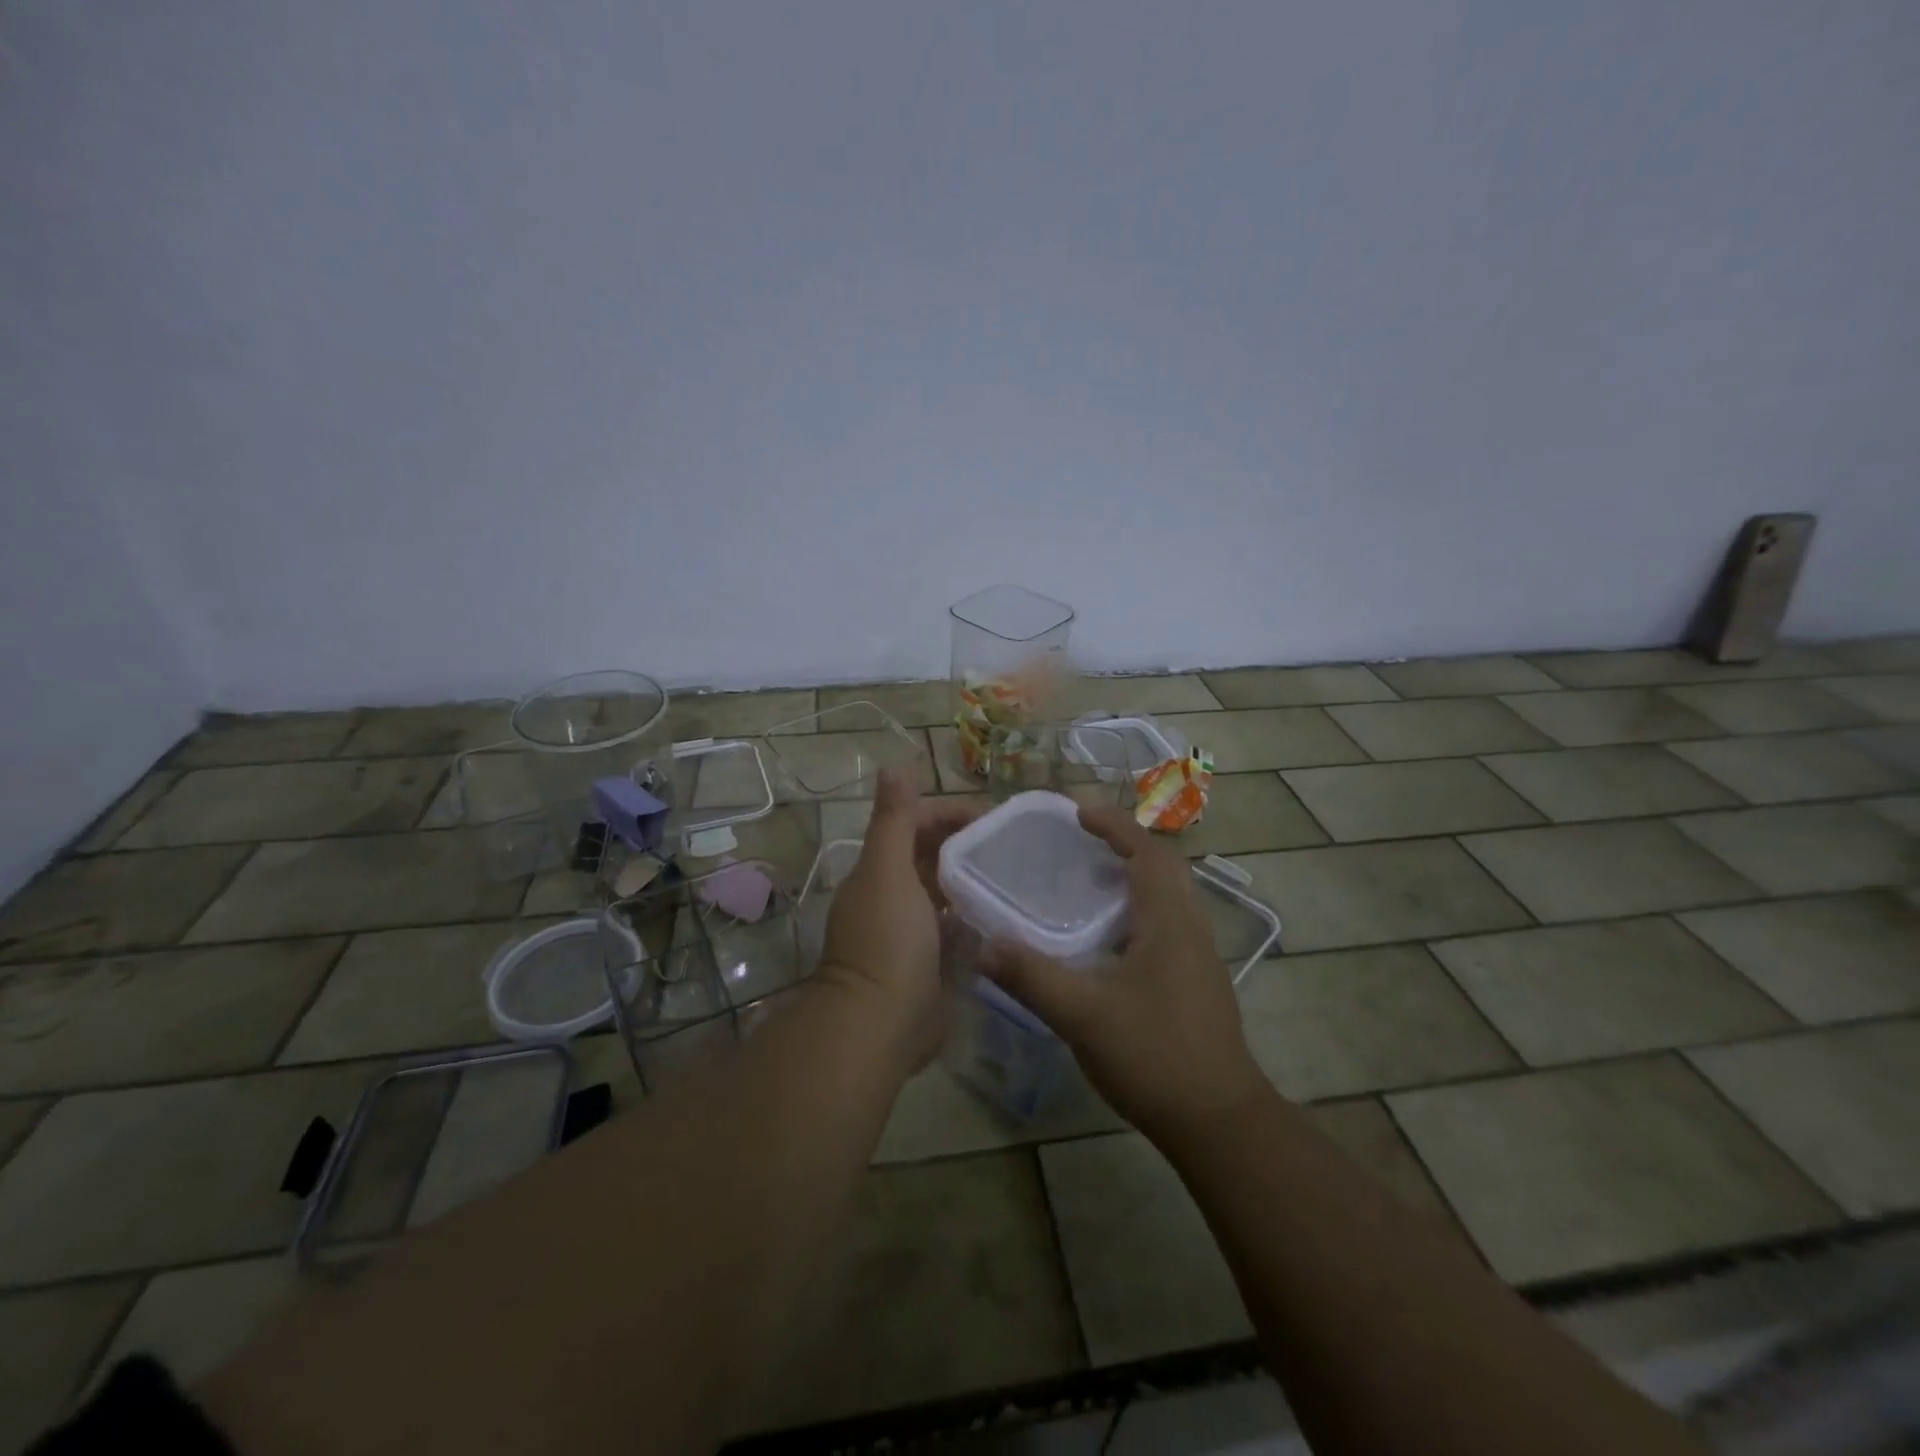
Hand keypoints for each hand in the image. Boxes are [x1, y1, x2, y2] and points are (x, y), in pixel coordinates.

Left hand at [818, 770, 982, 1069]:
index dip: (948, 813)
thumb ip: (892, 820)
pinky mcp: (929, 964)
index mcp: (879, 870)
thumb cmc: (887, 940)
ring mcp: (911, 932)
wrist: (878, 1025)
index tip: (991, 816)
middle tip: (1012, 845)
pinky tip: (1004, 917)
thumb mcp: (887, 871)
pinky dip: (975, 920)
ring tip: (1016, 876)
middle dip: (965, 845)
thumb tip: (894, 765)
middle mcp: (892, 896)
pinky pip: (956, 931)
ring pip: (945, 894)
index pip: (913, 824)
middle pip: (930, 857)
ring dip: (972, 882)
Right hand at [983, 807, 1266, 1144]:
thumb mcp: (1082, 1014)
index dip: (1114, 826)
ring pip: (1169, 899)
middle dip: (1125, 846)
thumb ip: (1031, 976)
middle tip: (1081, 844)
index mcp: (1169, 922)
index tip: (1078, 813)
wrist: (1219, 1123)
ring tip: (1089, 884)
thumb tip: (983, 944)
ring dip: (1133, 880)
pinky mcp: (1197, 985)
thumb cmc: (1154, 1056)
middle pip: (1163, 869)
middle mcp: (1191, 929)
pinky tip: (1108, 942)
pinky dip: (1138, 913)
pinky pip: (1168, 926)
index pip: (1146, 853)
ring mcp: (1199, 959)